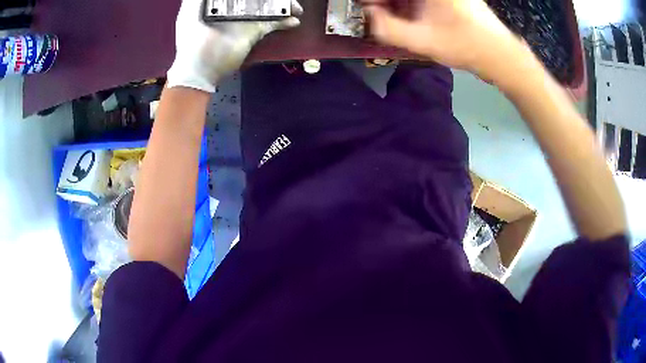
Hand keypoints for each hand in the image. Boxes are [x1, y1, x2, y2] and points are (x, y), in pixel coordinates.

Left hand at [167, 0, 303, 92]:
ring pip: (268, 5)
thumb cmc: (192, 42)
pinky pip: (272, 22)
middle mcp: (234, 6)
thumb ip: (197, 0)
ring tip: (295, 7)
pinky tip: (293, 20)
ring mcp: (245, 19)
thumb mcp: (189, 13)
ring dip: (283, 4)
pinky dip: (284, 21)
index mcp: (219, 1)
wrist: (200, 72)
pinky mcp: (253, 32)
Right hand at [363, 0, 529, 83]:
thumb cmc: (465, 46)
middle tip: (377, 14)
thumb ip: (386, 28)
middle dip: (385, 2)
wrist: (501, 55)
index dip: (374, 0)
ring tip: (390, 18)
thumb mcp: (421, 41)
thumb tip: (368, 15)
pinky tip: (409, 16)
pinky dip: (411, 5)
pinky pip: (423, 0)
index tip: (367, 8)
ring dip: (397, 4)